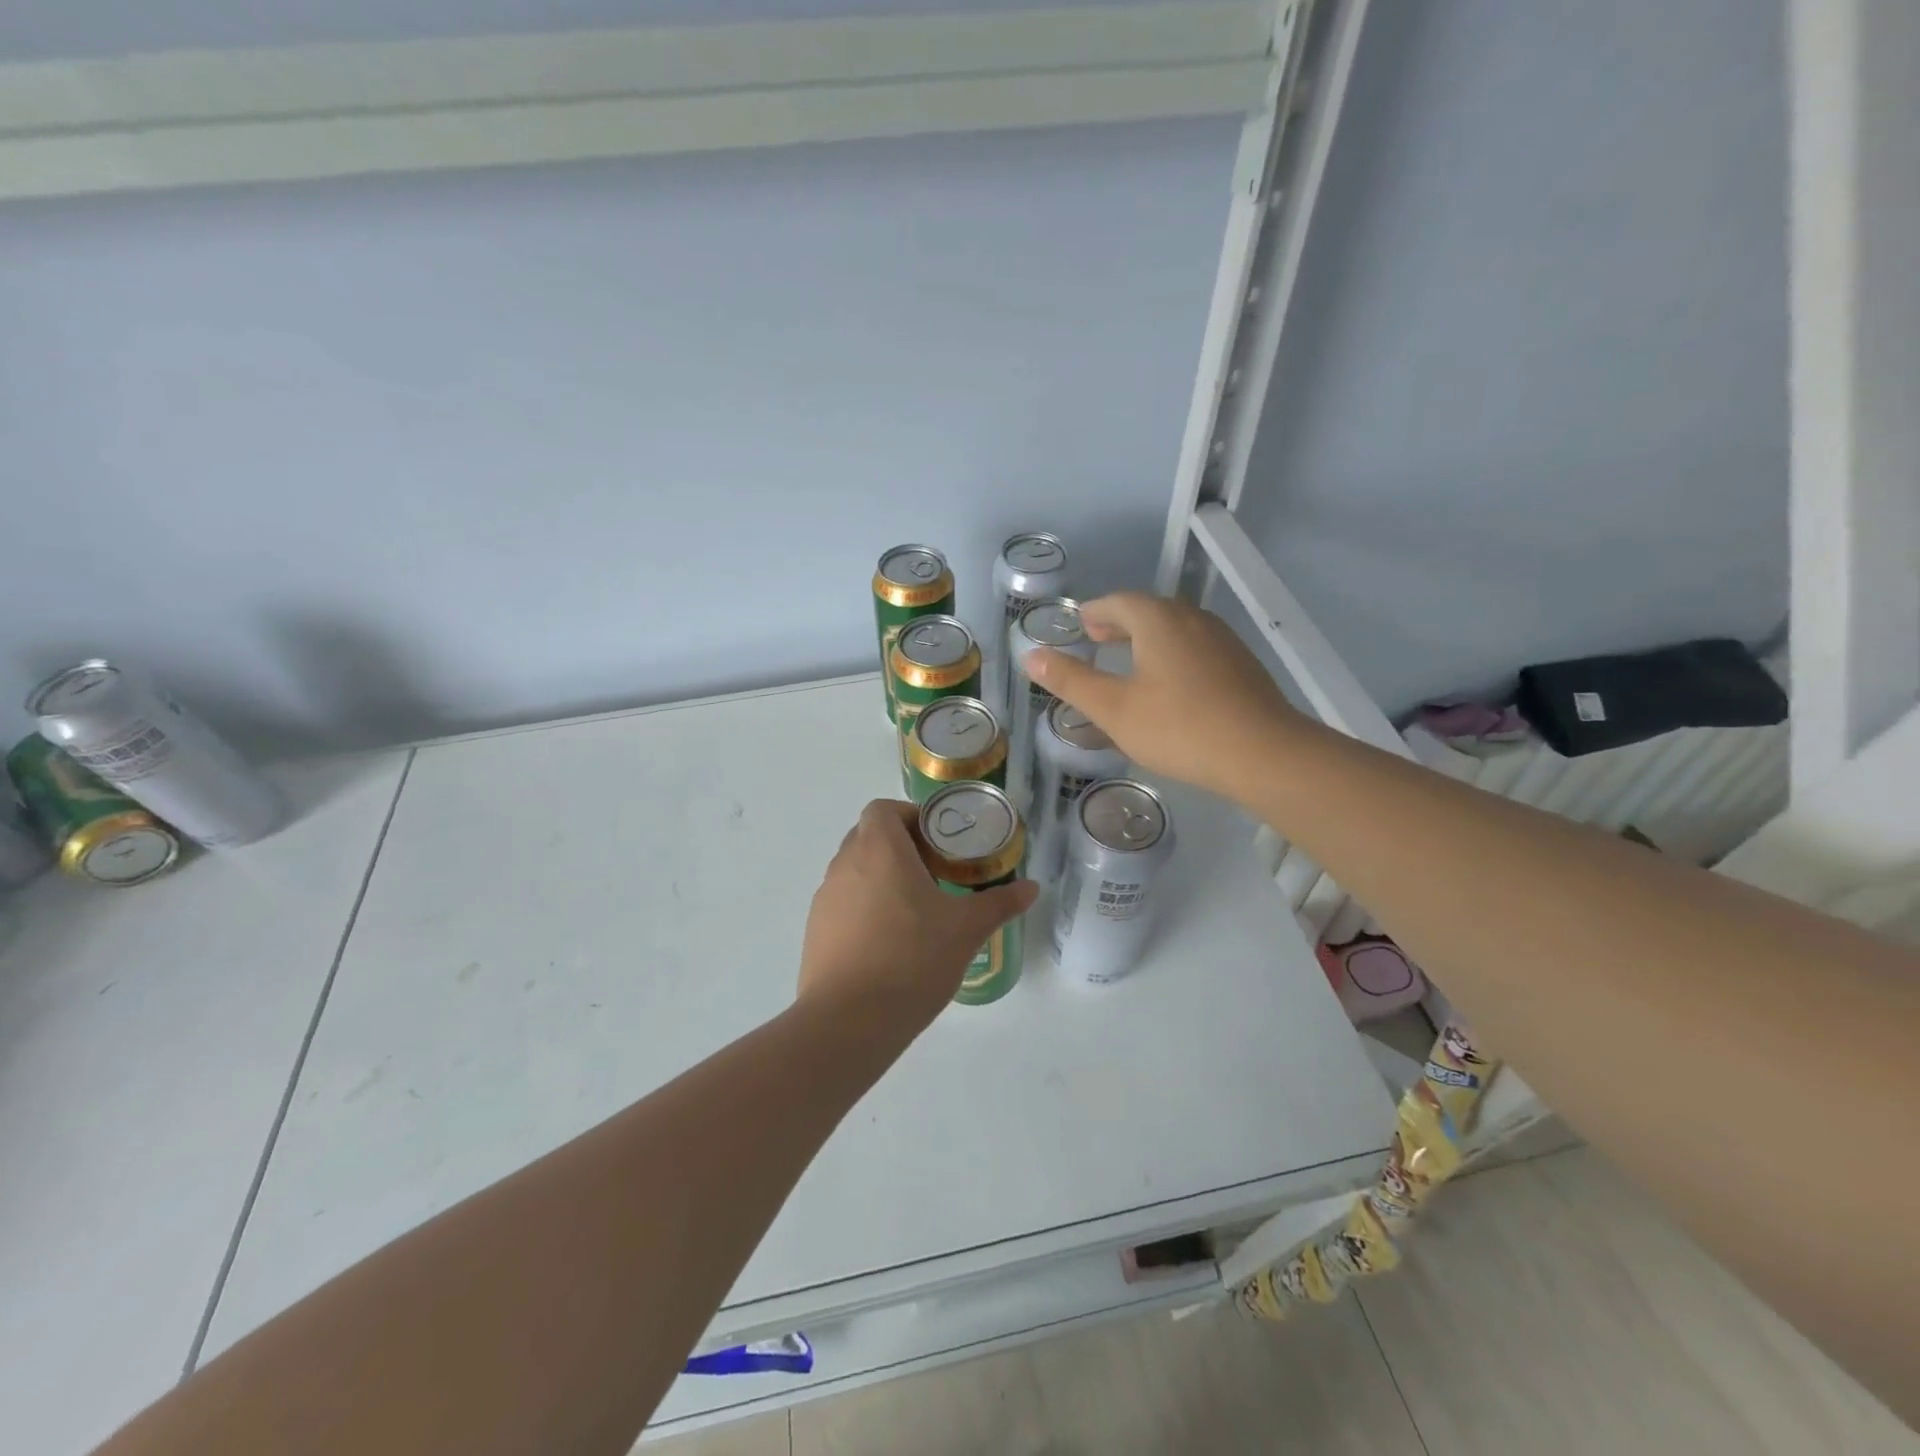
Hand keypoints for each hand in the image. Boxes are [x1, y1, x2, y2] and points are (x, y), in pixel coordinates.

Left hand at [798, 800, 1036, 1035]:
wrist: (849, 1021)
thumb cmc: (912, 958)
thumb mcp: (966, 929)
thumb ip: (999, 903)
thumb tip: (1032, 888)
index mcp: (879, 849)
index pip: (883, 809)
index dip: (910, 817)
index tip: (938, 843)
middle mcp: (845, 864)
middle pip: (868, 837)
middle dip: (900, 848)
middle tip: (934, 875)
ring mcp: (825, 898)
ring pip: (855, 871)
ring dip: (881, 879)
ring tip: (914, 912)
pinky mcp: (815, 931)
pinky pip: (843, 904)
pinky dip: (864, 909)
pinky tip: (889, 943)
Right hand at [1025, 592, 1300, 802]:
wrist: (1263, 753)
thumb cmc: (1178, 728)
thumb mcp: (1114, 709)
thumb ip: (1071, 680)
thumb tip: (1031, 654)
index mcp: (1159, 620)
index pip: (1119, 601)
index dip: (1094, 611)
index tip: (1080, 626)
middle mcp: (1192, 619)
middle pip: (1149, 610)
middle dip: (1119, 623)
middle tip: (1097, 639)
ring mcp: (1222, 640)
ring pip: (1175, 629)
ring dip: (1147, 638)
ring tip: (1128, 661)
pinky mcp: (1241, 665)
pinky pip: (1195, 647)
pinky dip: (1171, 654)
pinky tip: (1169, 685)